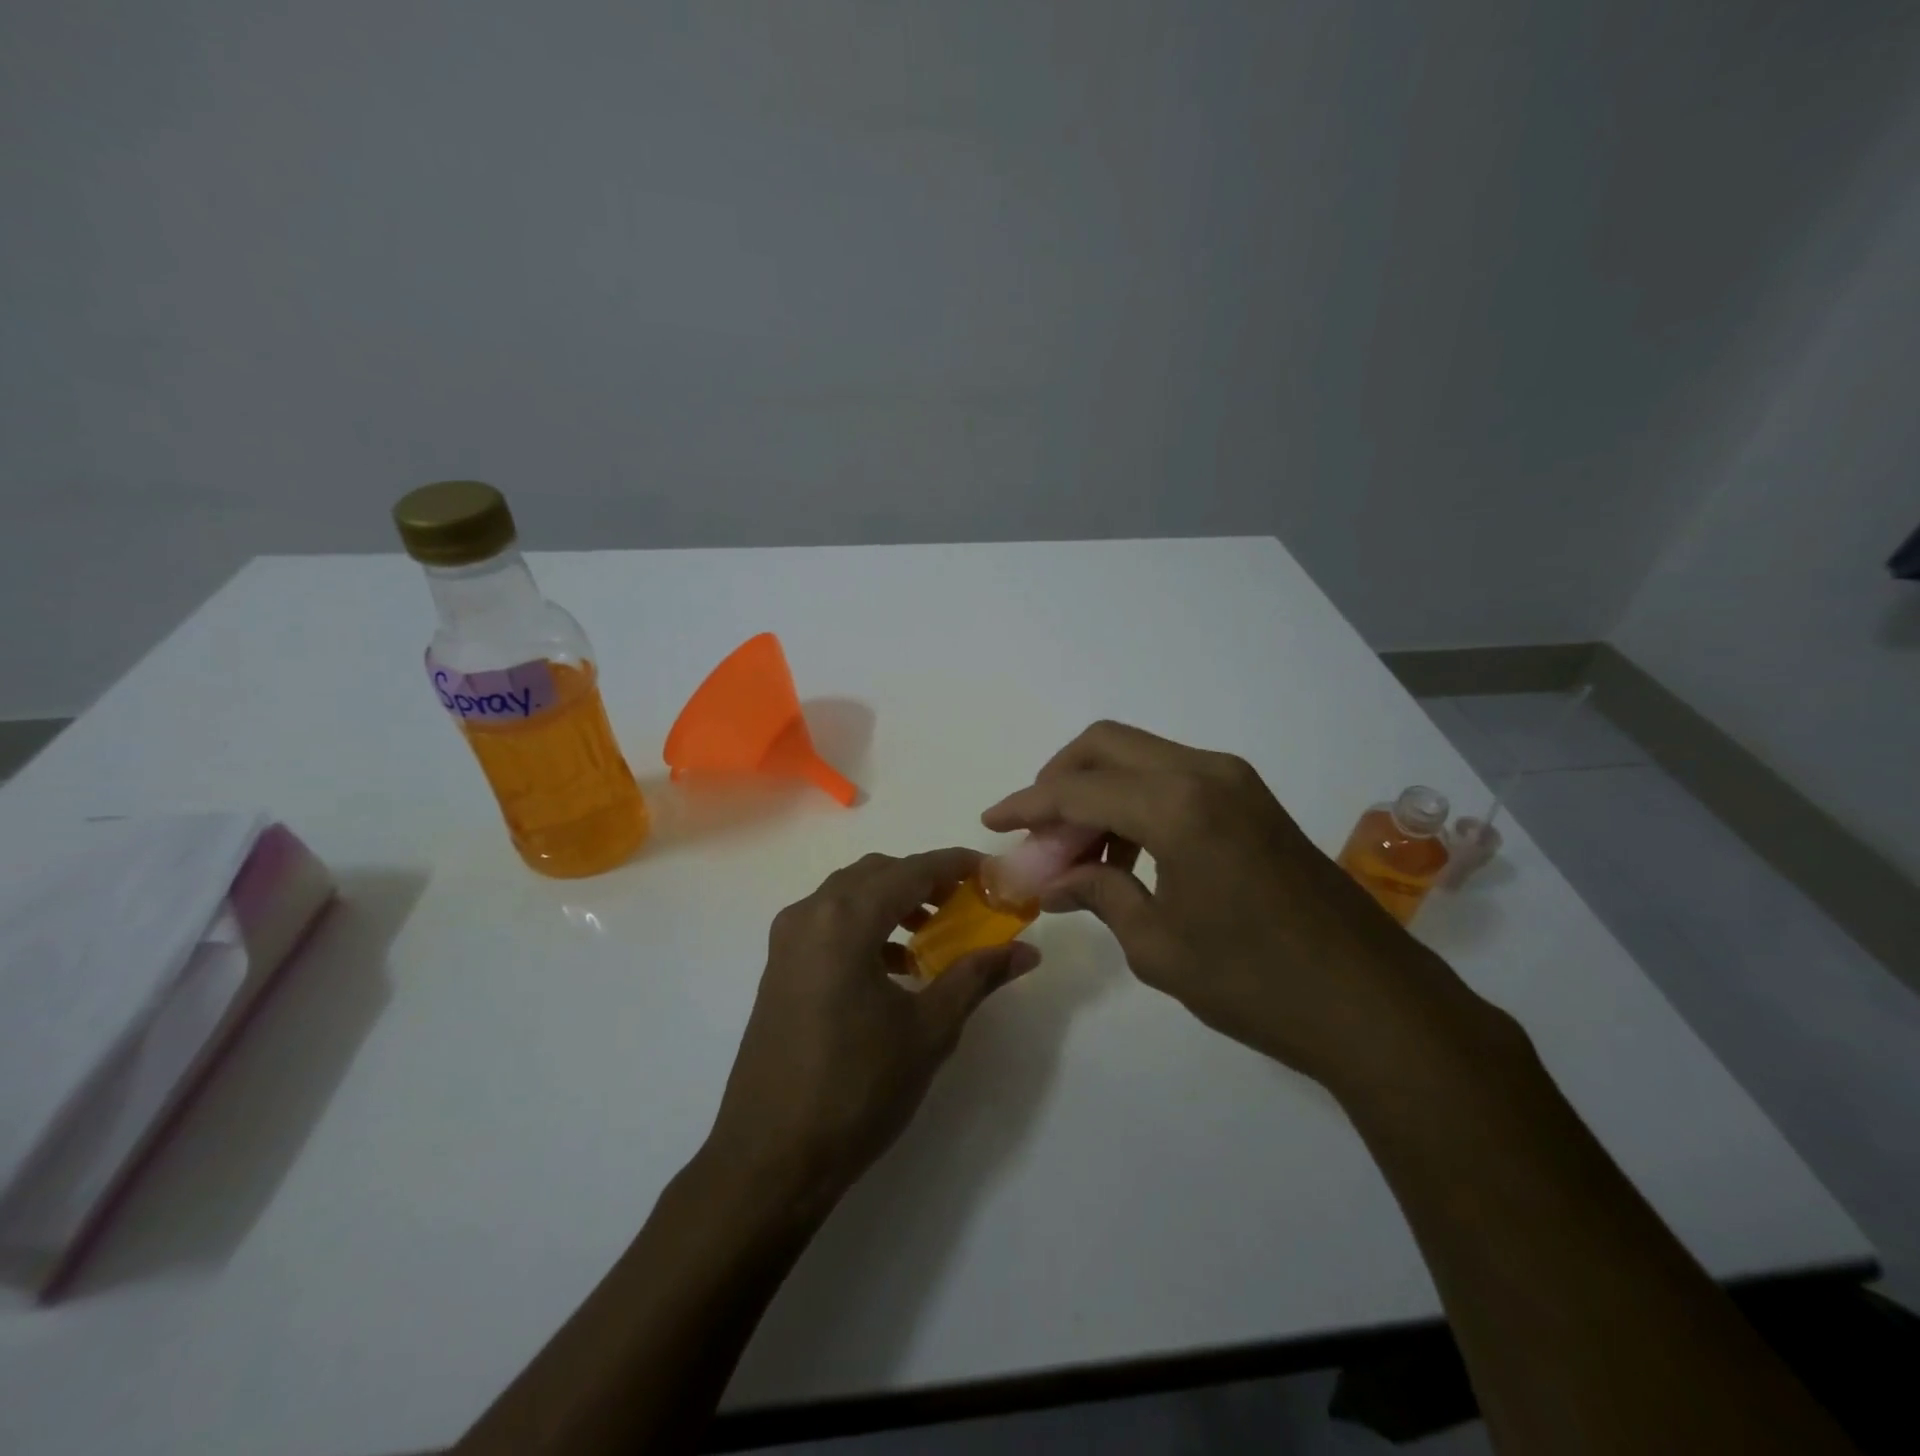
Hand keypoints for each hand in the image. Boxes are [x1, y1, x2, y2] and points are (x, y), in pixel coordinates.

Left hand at [703, 848, 1038, 1209]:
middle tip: (966, 902)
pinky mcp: (778, 967)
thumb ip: (977, 977)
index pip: (912, 870)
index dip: (956, 865)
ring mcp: (787, 940)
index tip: (992, 872)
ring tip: (934, 932)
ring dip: (893, 901)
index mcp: (845, 919)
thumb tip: (1027, 951)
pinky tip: (894, 967)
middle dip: (924, 879)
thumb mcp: (928, 1030)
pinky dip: (866, 926)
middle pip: (877, 873)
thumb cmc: (856, 1089)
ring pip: (849, 895)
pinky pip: (829, 922)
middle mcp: (810, 914)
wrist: (770, 1158)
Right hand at [982, 721, 1478, 1092]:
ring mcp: (1235, 780)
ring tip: (1078, 852)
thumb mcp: (1158, 946)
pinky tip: (1127, 851)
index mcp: (1177, 807)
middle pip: (1105, 744)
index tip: (991, 820)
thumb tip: (1050, 882)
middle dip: (1058, 779)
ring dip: (1098, 790)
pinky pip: (1172, 775)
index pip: (1077, 790)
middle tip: (1036, 831)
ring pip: (1139, 755)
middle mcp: (1204, 773)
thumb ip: (1098, 894)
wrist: (1372, 1003)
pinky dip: (1135, 798)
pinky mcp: (1252, 798)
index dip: (1026, 804)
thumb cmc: (1255, 983)